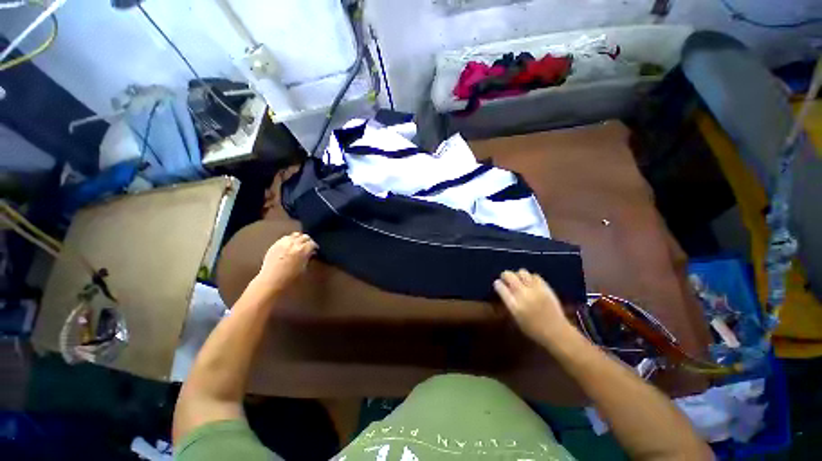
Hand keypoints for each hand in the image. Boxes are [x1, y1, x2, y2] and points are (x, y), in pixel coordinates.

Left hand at [254, 232, 317, 297]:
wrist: (271, 282)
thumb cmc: (290, 279)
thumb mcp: (304, 268)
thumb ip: (308, 258)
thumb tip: (311, 253)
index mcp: (303, 250)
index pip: (312, 243)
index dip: (315, 247)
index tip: (315, 251)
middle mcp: (293, 244)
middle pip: (304, 237)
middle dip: (308, 241)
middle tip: (309, 247)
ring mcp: (283, 243)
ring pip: (295, 235)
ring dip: (299, 239)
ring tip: (299, 245)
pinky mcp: (275, 244)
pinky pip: (285, 238)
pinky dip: (290, 240)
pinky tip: (290, 246)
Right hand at [493, 269, 575, 344]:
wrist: (557, 332)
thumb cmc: (534, 330)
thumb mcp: (516, 318)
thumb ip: (509, 303)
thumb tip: (504, 289)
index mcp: (514, 305)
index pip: (500, 287)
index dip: (498, 284)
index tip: (498, 283)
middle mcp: (523, 295)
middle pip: (509, 275)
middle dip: (505, 275)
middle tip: (506, 278)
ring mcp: (535, 290)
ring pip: (522, 272)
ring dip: (518, 275)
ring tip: (520, 280)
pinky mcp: (546, 288)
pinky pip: (535, 276)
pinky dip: (531, 278)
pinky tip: (531, 283)